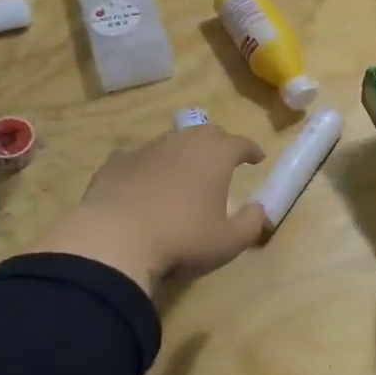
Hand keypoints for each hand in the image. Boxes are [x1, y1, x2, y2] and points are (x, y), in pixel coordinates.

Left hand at [37, 125, 268, 292]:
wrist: (115, 239)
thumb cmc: (182, 238)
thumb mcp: (228, 242)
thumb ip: (251, 224)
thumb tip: (260, 210)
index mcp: (215, 155)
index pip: (241, 143)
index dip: (251, 150)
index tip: (257, 158)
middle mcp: (182, 142)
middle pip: (207, 133)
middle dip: (219, 144)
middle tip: (223, 161)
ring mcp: (146, 148)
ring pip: (172, 141)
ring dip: (183, 153)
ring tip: (184, 172)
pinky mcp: (116, 161)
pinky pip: (139, 157)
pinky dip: (148, 165)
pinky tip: (144, 181)